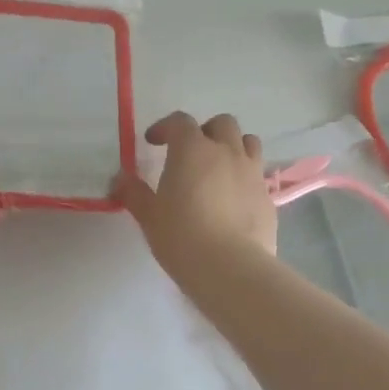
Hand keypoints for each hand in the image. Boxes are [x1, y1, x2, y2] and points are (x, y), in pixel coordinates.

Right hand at [113, 112, 275, 276]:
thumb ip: (133, 193)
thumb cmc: (182, 236)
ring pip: (248, 142)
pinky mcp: (268, 196)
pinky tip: (233, 199)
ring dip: (232, 147)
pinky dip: (244, 177)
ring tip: (218, 168)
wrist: (231, 267)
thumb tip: (120, 179)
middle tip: (190, 152)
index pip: (180, 122)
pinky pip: (257, 174)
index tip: (152, 142)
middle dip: (205, 131)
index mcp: (193, 149)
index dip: (164, 127)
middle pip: (222, 124)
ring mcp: (252, 173)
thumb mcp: (149, 216)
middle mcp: (227, 152)